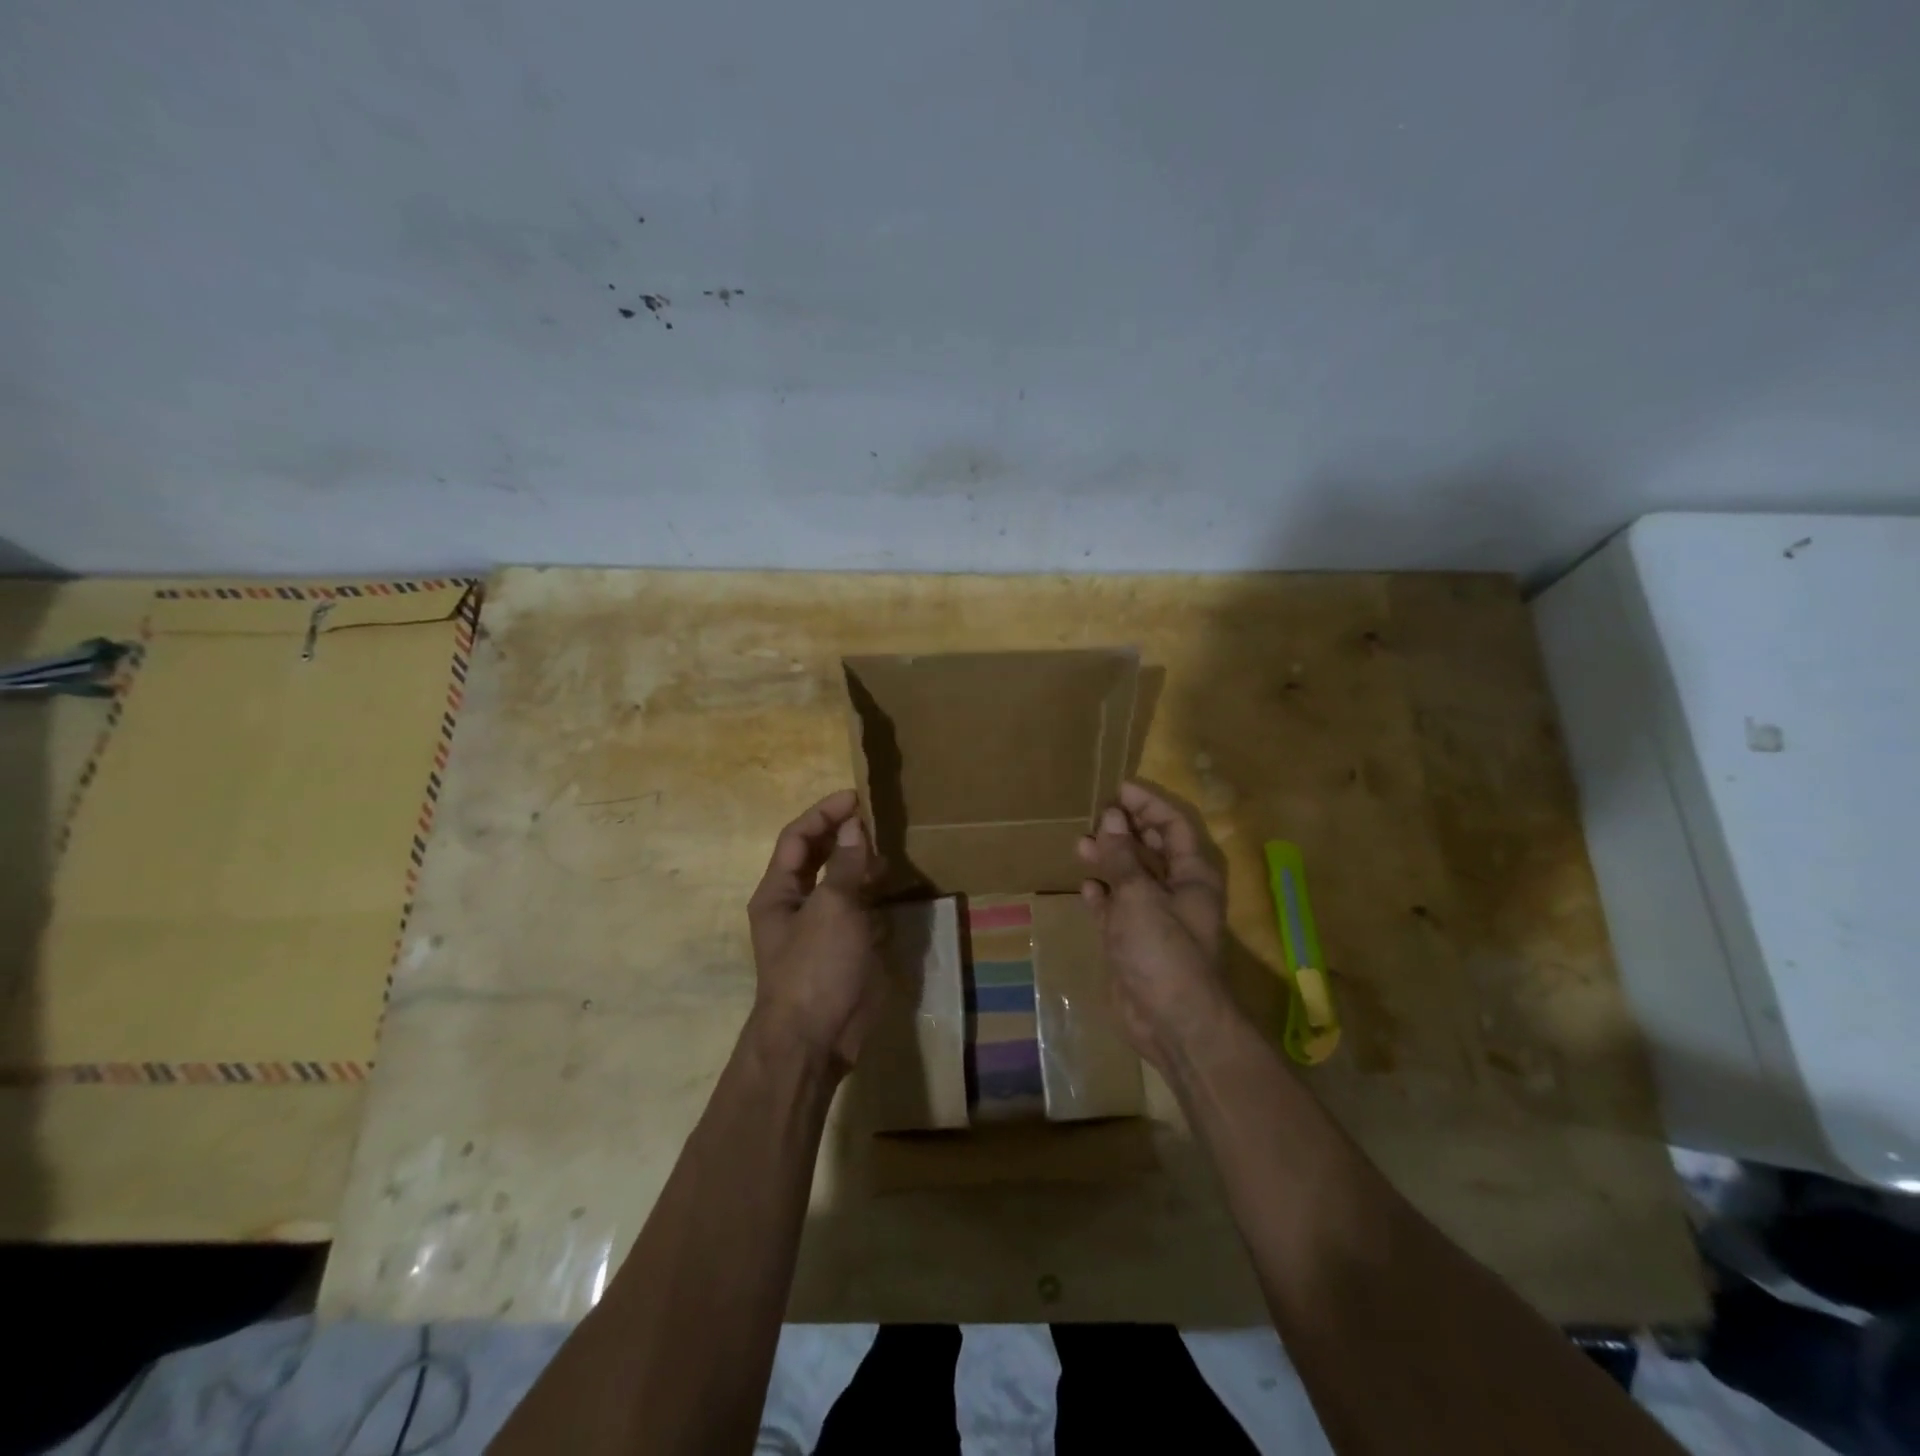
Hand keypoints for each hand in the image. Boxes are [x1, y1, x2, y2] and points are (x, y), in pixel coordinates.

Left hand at [746, 789, 884, 1071]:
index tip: (856, 798)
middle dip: (845, 838)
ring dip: (863, 869)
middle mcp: (797, 905)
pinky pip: (862, 914)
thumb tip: (854, 826)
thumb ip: (846, 864)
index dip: (824, 813)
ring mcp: (822, 929)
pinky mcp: (846, 951)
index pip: (798, 838)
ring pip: (843, 885)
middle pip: (819, 858)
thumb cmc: (816, 966)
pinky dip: (875, 902)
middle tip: (877, 826)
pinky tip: (892, 899)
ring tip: (888, 861)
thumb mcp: (833, 908)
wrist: (816, 1039)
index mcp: (779, 891)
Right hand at [1077, 782, 1240, 1073]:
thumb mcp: (1140, 896)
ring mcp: (1155, 917)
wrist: (1171, 1021)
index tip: (1119, 790)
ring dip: (1109, 859)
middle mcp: (1177, 891)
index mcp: (1192, 875)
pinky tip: (1087, 888)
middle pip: (1152, 848)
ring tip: (1081, 845)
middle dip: (1126, 830)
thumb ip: (1122, 856)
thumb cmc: (1163, 949)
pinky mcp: (1135, 941)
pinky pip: (1117, 909)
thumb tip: (1110, 818)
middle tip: (1096, 816)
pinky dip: (1103, 896)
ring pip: (1131, 877)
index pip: (1173, 825)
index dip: (1148, 804)